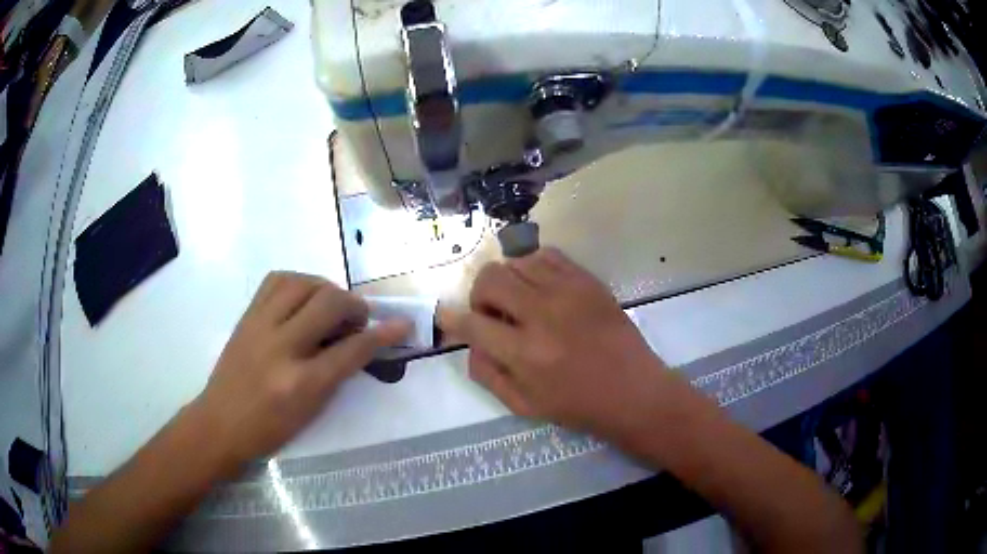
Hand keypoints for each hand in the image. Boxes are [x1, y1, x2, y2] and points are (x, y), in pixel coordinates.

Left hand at [193, 272, 409, 467]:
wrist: (220, 423)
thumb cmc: (269, 429)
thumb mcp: (311, 411)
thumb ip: (336, 374)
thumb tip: (359, 342)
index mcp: (301, 383)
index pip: (352, 349)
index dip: (383, 334)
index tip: (402, 324)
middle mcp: (281, 347)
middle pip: (328, 303)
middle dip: (353, 306)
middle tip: (356, 319)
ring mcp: (260, 326)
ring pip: (302, 282)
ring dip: (326, 288)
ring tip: (330, 305)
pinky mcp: (247, 315)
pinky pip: (276, 281)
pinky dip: (298, 282)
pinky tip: (303, 297)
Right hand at [439, 248, 676, 441]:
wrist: (634, 391)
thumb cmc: (578, 405)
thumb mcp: (523, 405)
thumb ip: (487, 373)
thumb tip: (469, 343)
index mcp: (525, 354)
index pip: (472, 323)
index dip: (451, 318)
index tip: (445, 315)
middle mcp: (543, 315)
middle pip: (490, 279)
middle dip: (480, 295)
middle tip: (493, 314)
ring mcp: (569, 292)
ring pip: (517, 261)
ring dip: (507, 281)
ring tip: (520, 301)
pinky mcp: (588, 281)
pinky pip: (548, 255)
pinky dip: (534, 267)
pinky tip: (541, 288)